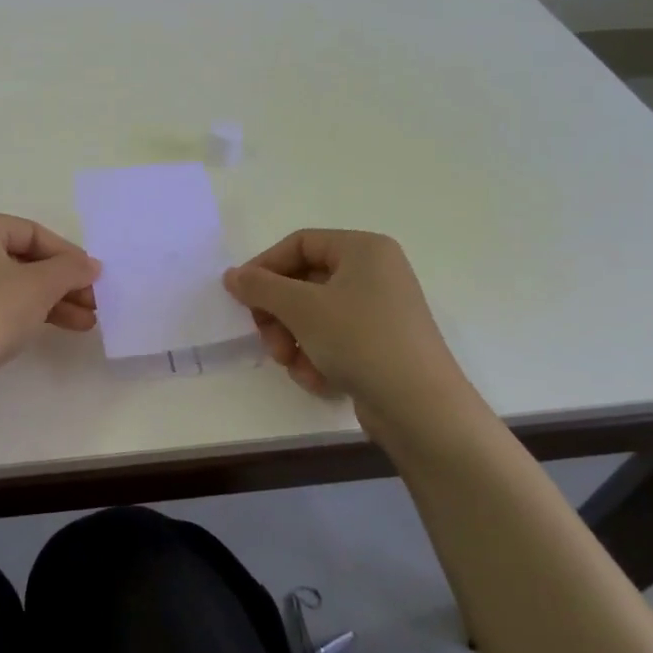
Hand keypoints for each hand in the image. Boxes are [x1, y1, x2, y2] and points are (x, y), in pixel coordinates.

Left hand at [0, 209, 100, 398]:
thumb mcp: (38, 287)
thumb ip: (70, 269)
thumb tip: (90, 265)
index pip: (31, 232)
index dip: (68, 256)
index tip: (95, 278)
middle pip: (18, 258)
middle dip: (59, 283)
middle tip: (92, 303)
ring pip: (4, 282)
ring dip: (45, 300)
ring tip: (83, 323)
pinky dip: (17, 310)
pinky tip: (47, 328)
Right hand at [222, 229, 475, 447]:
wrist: (421, 409)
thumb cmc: (360, 340)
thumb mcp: (301, 308)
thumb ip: (260, 286)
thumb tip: (231, 275)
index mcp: (363, 249)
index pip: (300, 243)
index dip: (265, 267)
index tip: (241, 296)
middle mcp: (375, 272)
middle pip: (304, 282)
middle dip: (279, 314)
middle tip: (268, 340)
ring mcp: (380, 310)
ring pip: (315, 315)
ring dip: (294, 340)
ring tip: (293, 365)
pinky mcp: (381, 345)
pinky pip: (334, 339)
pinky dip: (317, 357)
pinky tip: (316, 379)